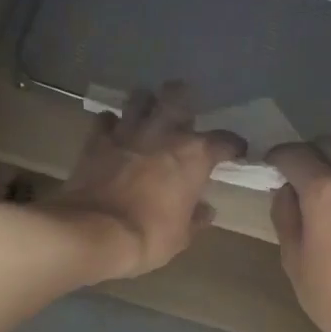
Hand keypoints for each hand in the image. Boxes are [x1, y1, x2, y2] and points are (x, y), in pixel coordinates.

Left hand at [44, 82, 246, 281]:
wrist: (94, 232)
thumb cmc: (149, 236)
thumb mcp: (181, 236)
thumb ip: (196, 218)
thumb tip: (205, 210)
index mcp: (194, 155)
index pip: (225, 140)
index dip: (233, 146)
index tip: (235, 152)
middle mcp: (164, 133)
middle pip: (177, 95)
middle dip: (183, 97)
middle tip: (184, 111)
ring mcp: (128, 132)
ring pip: (139, 98)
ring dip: (145, 103)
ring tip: (147, 113)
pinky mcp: (97, 140)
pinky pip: (105, 120)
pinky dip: (111, 124)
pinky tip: (113, 131)